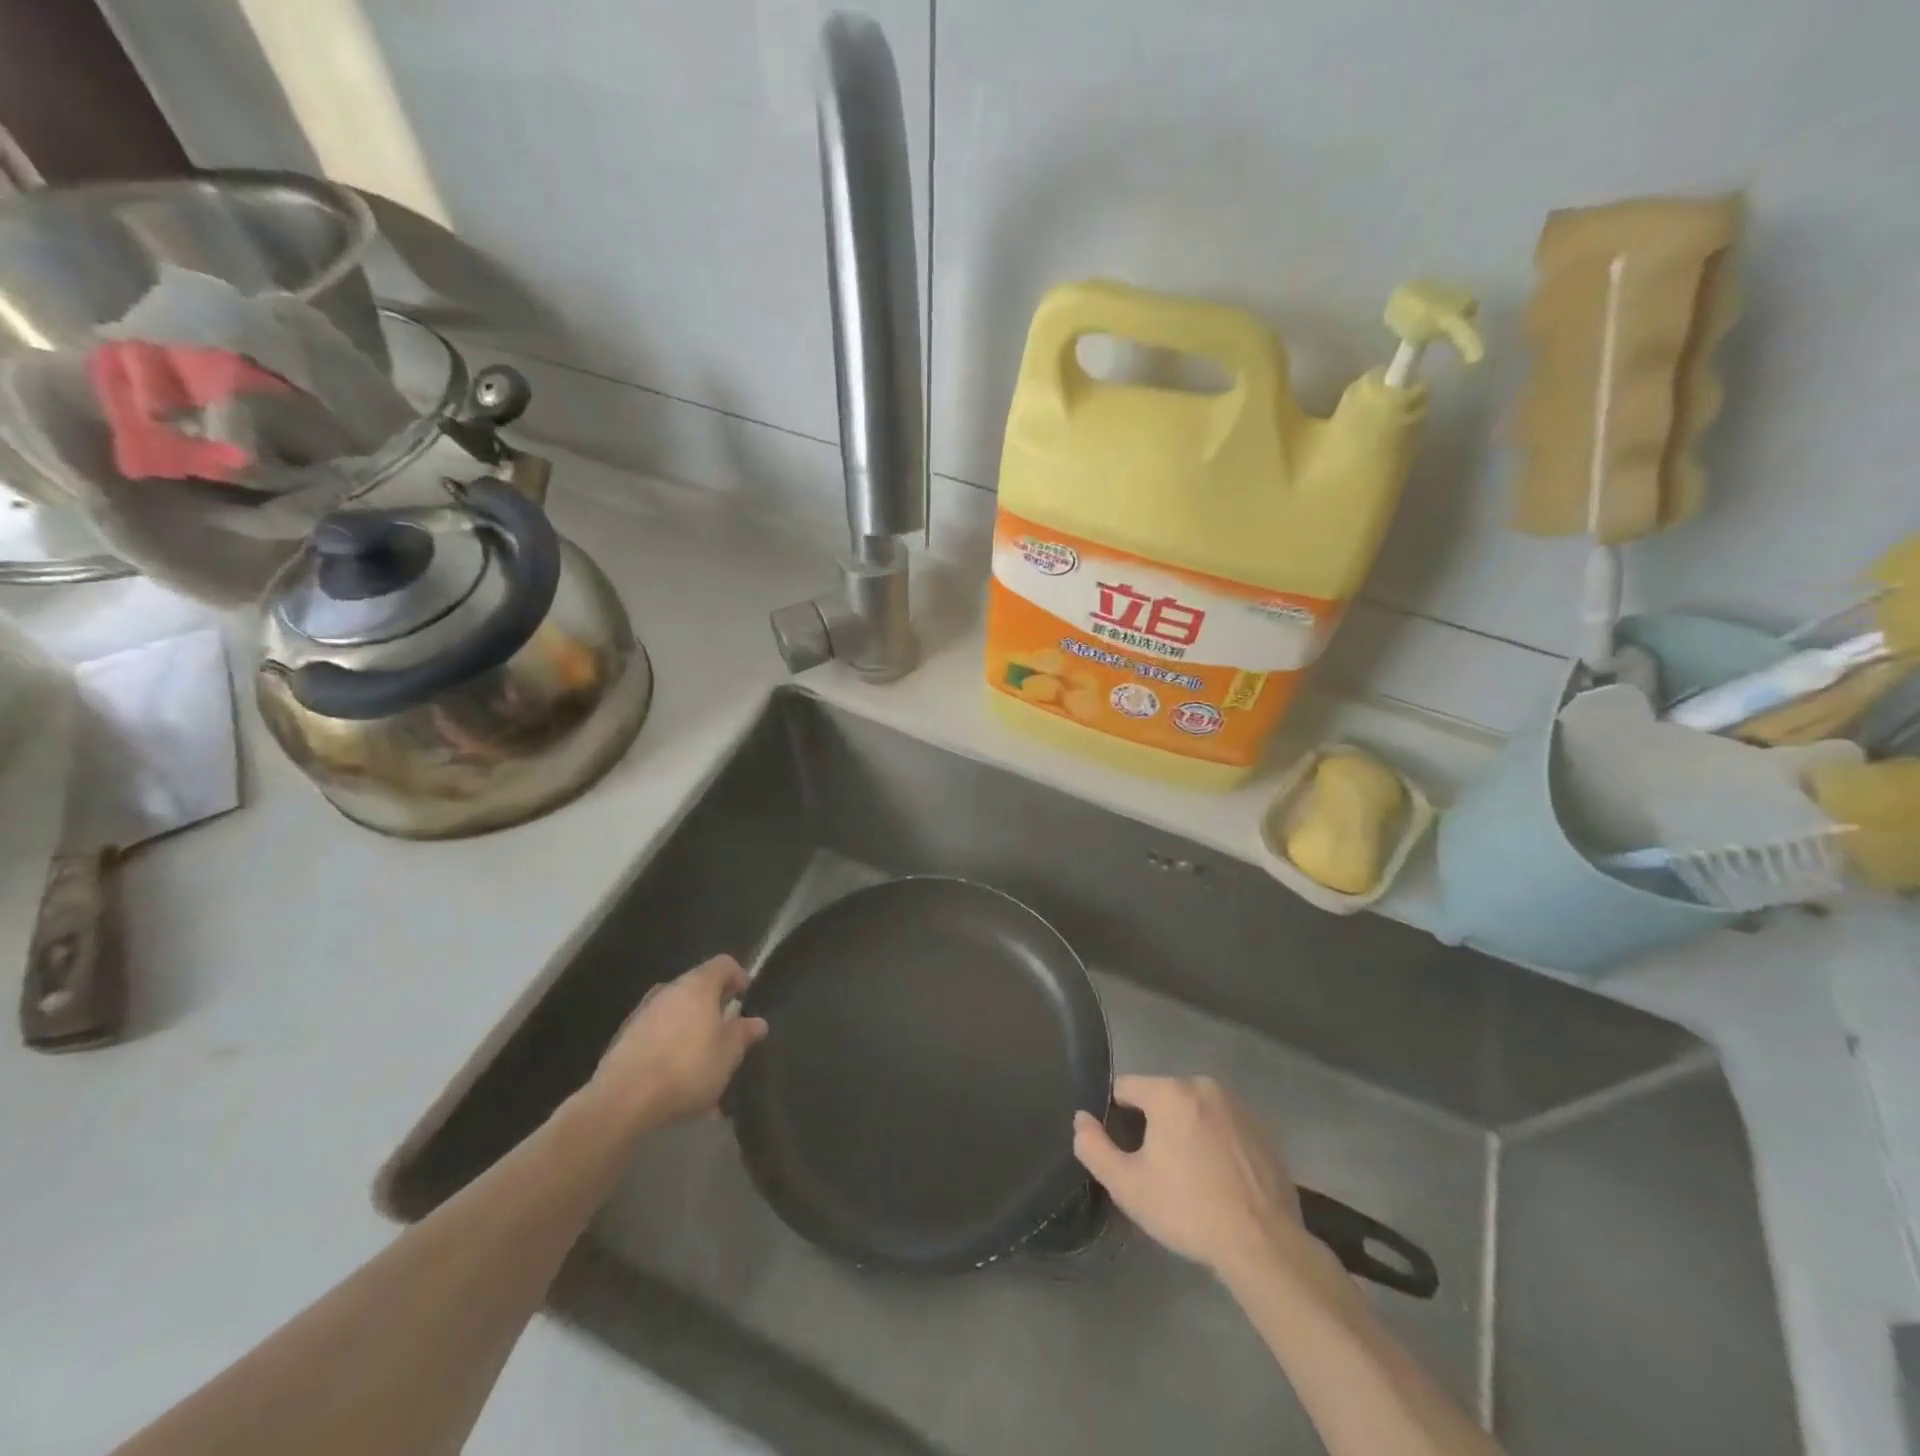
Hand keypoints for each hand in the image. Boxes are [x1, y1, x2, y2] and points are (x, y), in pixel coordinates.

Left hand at [588, 955, 767, 1130]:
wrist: (622, 1101)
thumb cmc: (687, 1069)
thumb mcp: (727, 1055)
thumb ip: (743, 1034)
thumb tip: (756, 1022)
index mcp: (697, 986)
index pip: (723, 964)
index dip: (738, 976)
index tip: (746, 998)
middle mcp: (668, 990)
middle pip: (697, 988)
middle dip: (713, 1009)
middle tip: (726, 1035)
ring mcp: (642, 1013)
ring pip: (676, 1015)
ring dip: (691, 1032)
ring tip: (702, 1067)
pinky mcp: (623, 1039)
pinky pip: (657, 1036)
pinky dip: (670, 1049)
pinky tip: (676, 1083)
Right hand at [1074, 1075, 1305, 1281]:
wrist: (1263, 1245)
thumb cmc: (1188, 1210)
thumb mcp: (1127, 1186)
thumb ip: (1094, 1147)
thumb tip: (1081, 1119)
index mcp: (1169, 1091)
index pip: (1126, 1087)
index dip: (1118, 1117)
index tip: (1127, 1152)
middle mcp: (1203, 1085)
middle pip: (1162, 1097)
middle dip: (1155, 1124)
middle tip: (1159, 1170)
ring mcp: (1238, 1105)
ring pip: (1195, 1110)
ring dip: (1187, 1131)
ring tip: (1191, 1177)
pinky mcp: (1262, 1129)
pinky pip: (1224, 1125)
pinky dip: (1216, 1142)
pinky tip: (1220, 1180)